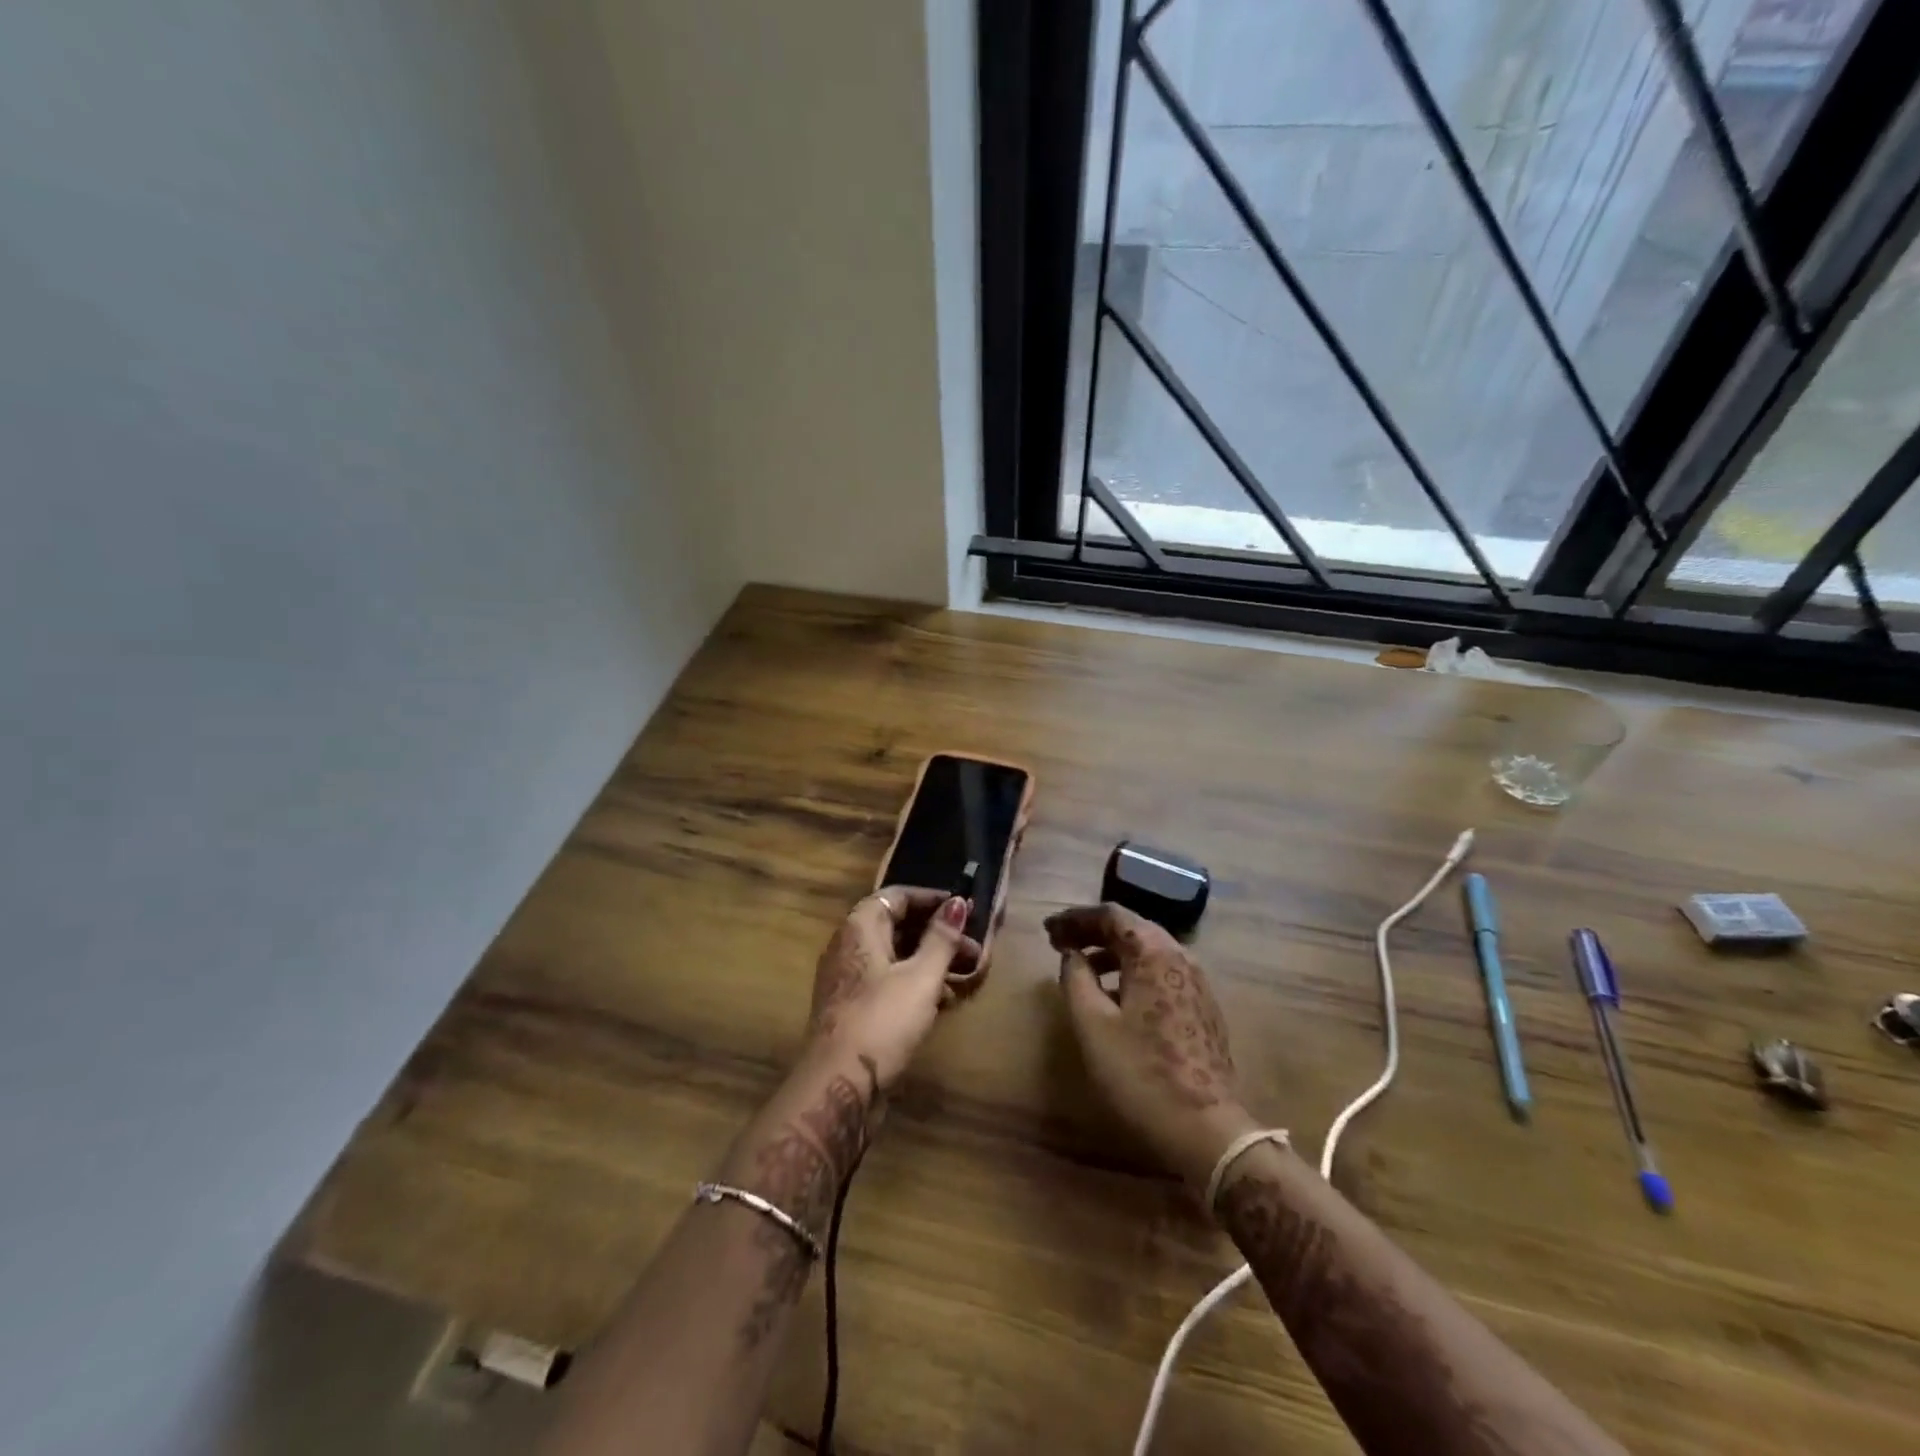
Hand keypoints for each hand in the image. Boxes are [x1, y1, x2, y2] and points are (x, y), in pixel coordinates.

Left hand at [805, 887, 979, 1088]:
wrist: (838, 1085)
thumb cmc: (883, 1020)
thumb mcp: (921, 976)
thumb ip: (941, 938)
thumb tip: (958, 902)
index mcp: (860, 927)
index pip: (897, 896)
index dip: (932, 899)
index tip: (965, 909)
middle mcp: (848, 946)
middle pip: (897, 926)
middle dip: (937, 934)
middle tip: (974, 946)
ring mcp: (848, 979)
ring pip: (895, 957)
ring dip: (930, 961)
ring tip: (967, 974)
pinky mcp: (852, 1008)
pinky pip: (888, 982)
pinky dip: (915, 983)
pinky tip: (944, 1000)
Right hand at [1049, 903, 1255, 1187]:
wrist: (1205, 1129)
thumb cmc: (1140, 1072)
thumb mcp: (1092, 1024)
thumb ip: (1076, 979)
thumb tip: (1072, 955)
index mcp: (1153, 953)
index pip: (1111, 915)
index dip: (1075, 918)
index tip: (1048, 931)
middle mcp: (1180, 957)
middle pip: (1132, 928)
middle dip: (1093, 932)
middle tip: (1061, 944)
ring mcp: (1197, 983)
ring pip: (1149, 952)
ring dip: (1113, 953)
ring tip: (1083, 969)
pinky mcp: (1203, 1008)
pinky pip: (1162, 974)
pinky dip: (1133, 973)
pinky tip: (1117, 997)